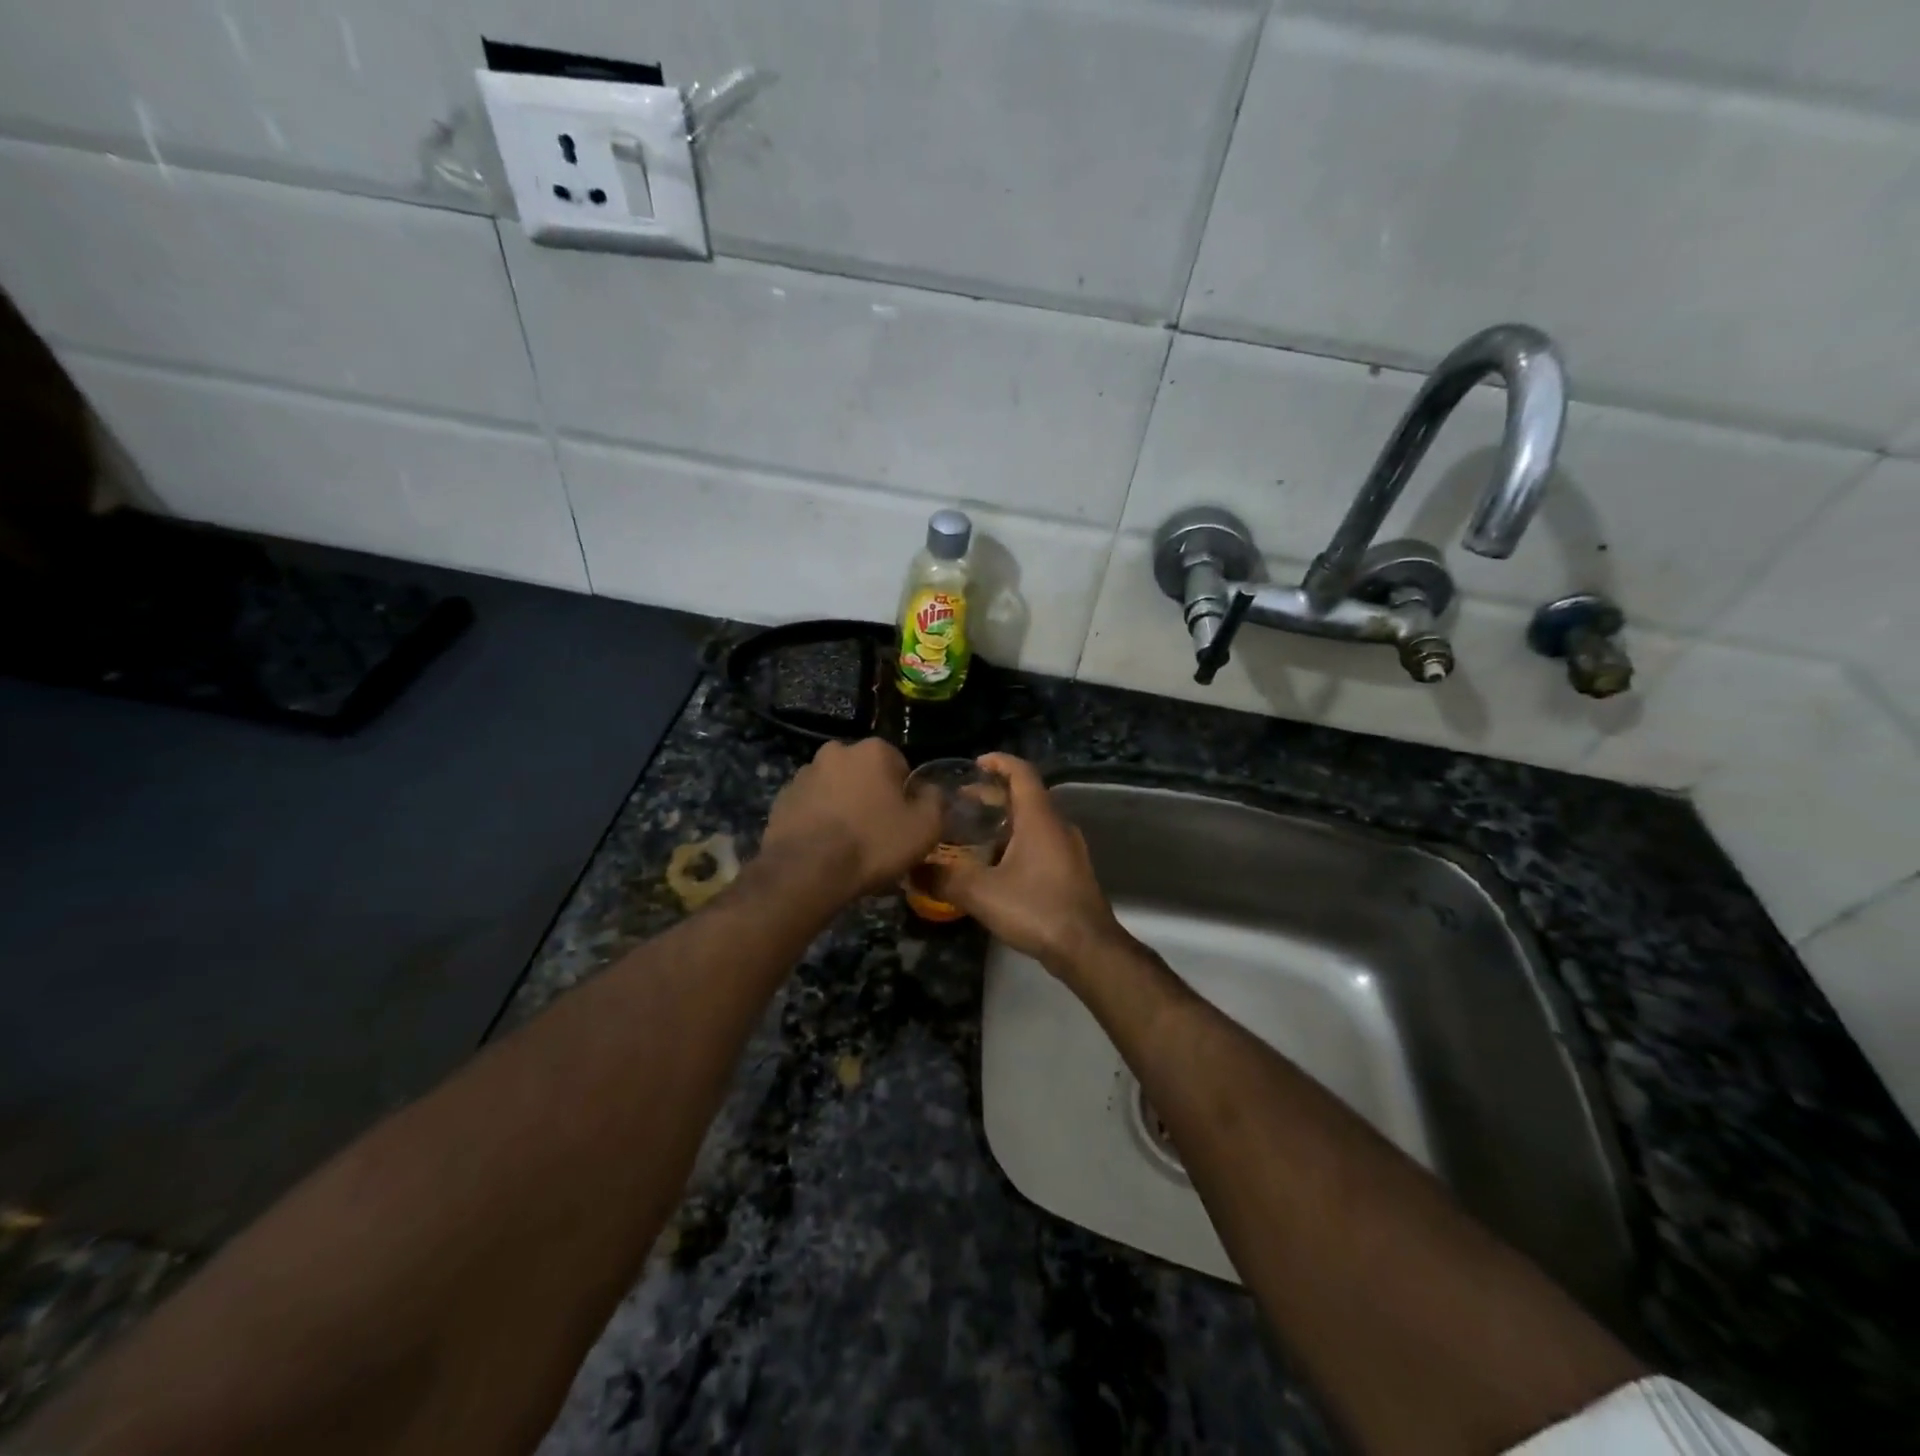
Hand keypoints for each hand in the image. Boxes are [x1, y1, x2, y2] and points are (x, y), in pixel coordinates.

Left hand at [761, 738, 943, 899]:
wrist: (807, 871)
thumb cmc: (873, 844)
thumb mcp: (925, 827)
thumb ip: (935, 800)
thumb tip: (928, 791)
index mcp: (873, 750)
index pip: (899, 766)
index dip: (904, 796)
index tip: (902, 822)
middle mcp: (836, 751)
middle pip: (864, 774)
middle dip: (871, 796)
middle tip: (876, 833)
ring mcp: (804, 773)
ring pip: (835, 788)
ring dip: (843, 806)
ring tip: (847, 844)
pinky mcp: (781, 798)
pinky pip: (810, 806)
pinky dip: (818, 820)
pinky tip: (823, 848)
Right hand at [932, 754, 1127, 978]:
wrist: (1087, 949)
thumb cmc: (1036, 908)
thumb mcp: (981, 893)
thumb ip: (944, 878)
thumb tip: (910, 870)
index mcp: (1039, 818)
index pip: (1021, 772)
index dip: (999, 761)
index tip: (975, 763)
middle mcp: (1058, 826)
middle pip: (1026, 796)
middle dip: (994, 794)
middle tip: (961, 802)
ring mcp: (1068, 850)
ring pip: (1034, 822)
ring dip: (1005, 821)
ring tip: (973, 833)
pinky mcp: (1070, 872)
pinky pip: (1041, 843)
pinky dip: (1017, 842)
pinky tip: (996, 865)